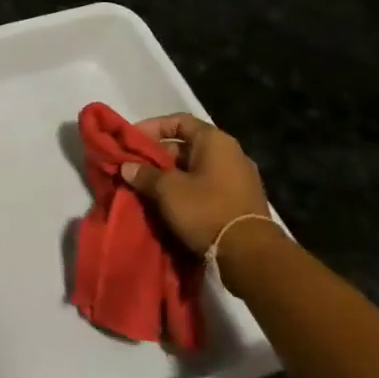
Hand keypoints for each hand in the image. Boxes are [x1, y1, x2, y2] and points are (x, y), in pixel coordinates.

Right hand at [121, 113, 269, 255]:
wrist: (251, 257)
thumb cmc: (206, 210)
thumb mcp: (167, 190)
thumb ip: (144, 174)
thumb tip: (127, 166)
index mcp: (215, 141)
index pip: (179, 121)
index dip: (152, 127)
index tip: (132, 141)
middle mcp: (231, 154)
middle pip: (187, 146)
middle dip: (158, 157)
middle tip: (136, 169)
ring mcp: (240, 179)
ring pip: (196, 170)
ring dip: (171, 177)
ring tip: (148, 189)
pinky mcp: (241, 203)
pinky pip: (208, 188)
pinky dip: (188, 192)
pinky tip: (170, 206)